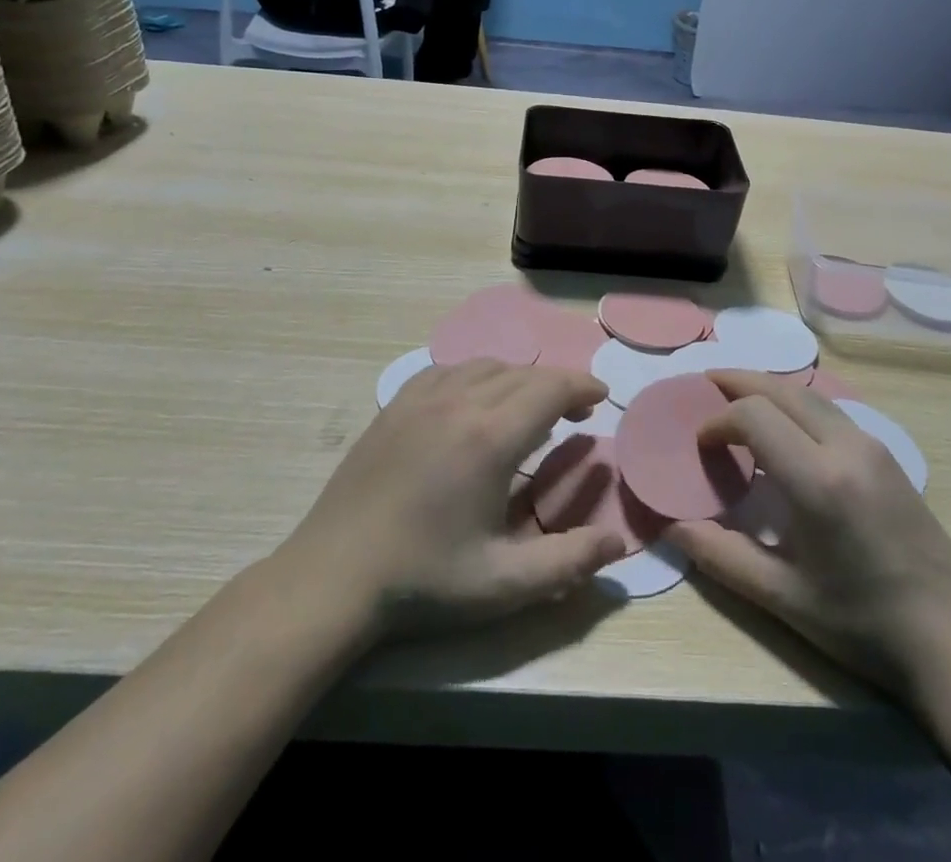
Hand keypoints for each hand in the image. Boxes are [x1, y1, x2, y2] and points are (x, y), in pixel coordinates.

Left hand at [281, 360, 625, 638]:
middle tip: (575, 412)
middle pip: (523, 373)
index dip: (581, 386)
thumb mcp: (503, 584)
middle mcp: (460, 401)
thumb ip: (568, 562)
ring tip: (529, 408)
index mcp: (490, 437)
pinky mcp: (395, 405)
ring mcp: (422, 398)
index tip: (601, 397)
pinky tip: (474, 402)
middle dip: (557, 385)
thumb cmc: (423, 581)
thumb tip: (618, 542)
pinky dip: (476, 376)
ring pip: (486, 366)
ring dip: (518, 379)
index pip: (550, 388)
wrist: (332, 578)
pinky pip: (448, 370)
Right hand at [667, 370, 950, 697]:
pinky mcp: (888, 455)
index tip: (700, 444)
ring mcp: (873, 447)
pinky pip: (831, 411)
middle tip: (704, 384)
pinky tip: (784, 428)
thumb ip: (721, 556)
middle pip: (782, 389)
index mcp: (818, 480)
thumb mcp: (783, 598)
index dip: (718, 420)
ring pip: (809, 395)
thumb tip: (672, 527)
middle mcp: (846, 447)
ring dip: (769, 389)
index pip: (754, 415)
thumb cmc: (862, 624)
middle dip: (739, 381)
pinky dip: (796, 405)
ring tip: (737, 397)